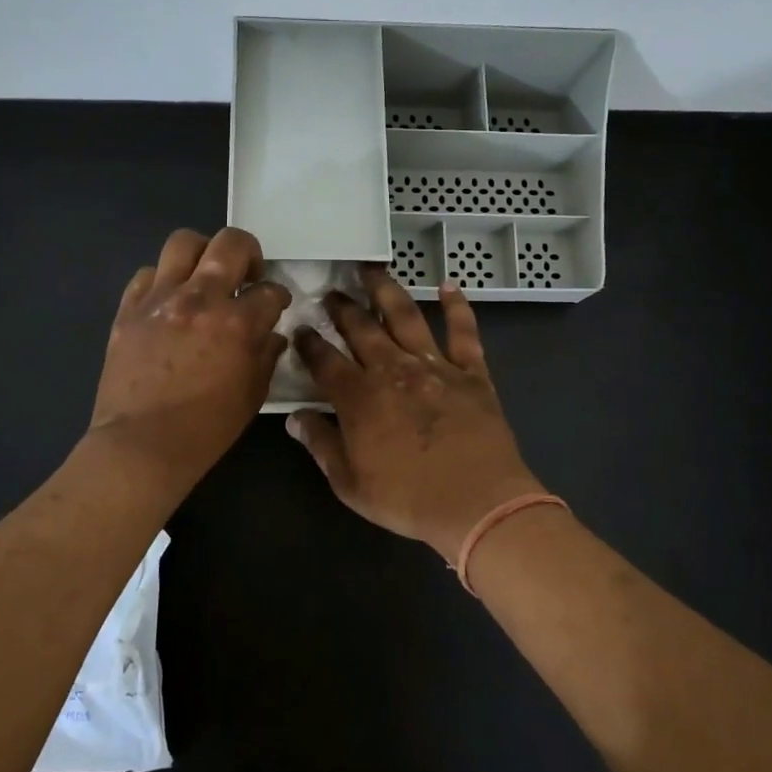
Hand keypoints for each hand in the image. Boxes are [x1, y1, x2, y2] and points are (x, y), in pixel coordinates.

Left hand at [89, 228, 291, 487]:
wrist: (141, 445)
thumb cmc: (205, 428)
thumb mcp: (252, 395)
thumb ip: (266, 356)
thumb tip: (270, 334)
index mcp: (237, 323)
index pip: (270, 291)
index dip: (278, 297)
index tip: (275, 306)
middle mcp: (200, 299)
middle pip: (230, 243)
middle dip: (249, 252)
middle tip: (247, 274)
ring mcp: (160, 299)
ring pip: (183, 243)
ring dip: (202, 254)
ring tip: (205, 276)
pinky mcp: (129, 309)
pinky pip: (146, 274)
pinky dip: (163, 280)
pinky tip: (169, 300)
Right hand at [286, 266, 542, 560]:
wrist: (477, 503)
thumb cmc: (408, 499)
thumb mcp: (350, 483)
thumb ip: (321, 445)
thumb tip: (293, 418)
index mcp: (359, 397)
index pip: (324, 360)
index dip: (309, 342)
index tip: (300, 327)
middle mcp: (392, 370)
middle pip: (361, 328)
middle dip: (342, 308)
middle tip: (331, 292)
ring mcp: (434, 366)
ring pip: (405, 316)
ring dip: (386, 290)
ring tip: (372, 269)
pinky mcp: (471, 372)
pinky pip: (463, 332)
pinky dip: (457, 306)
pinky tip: (448, 285)